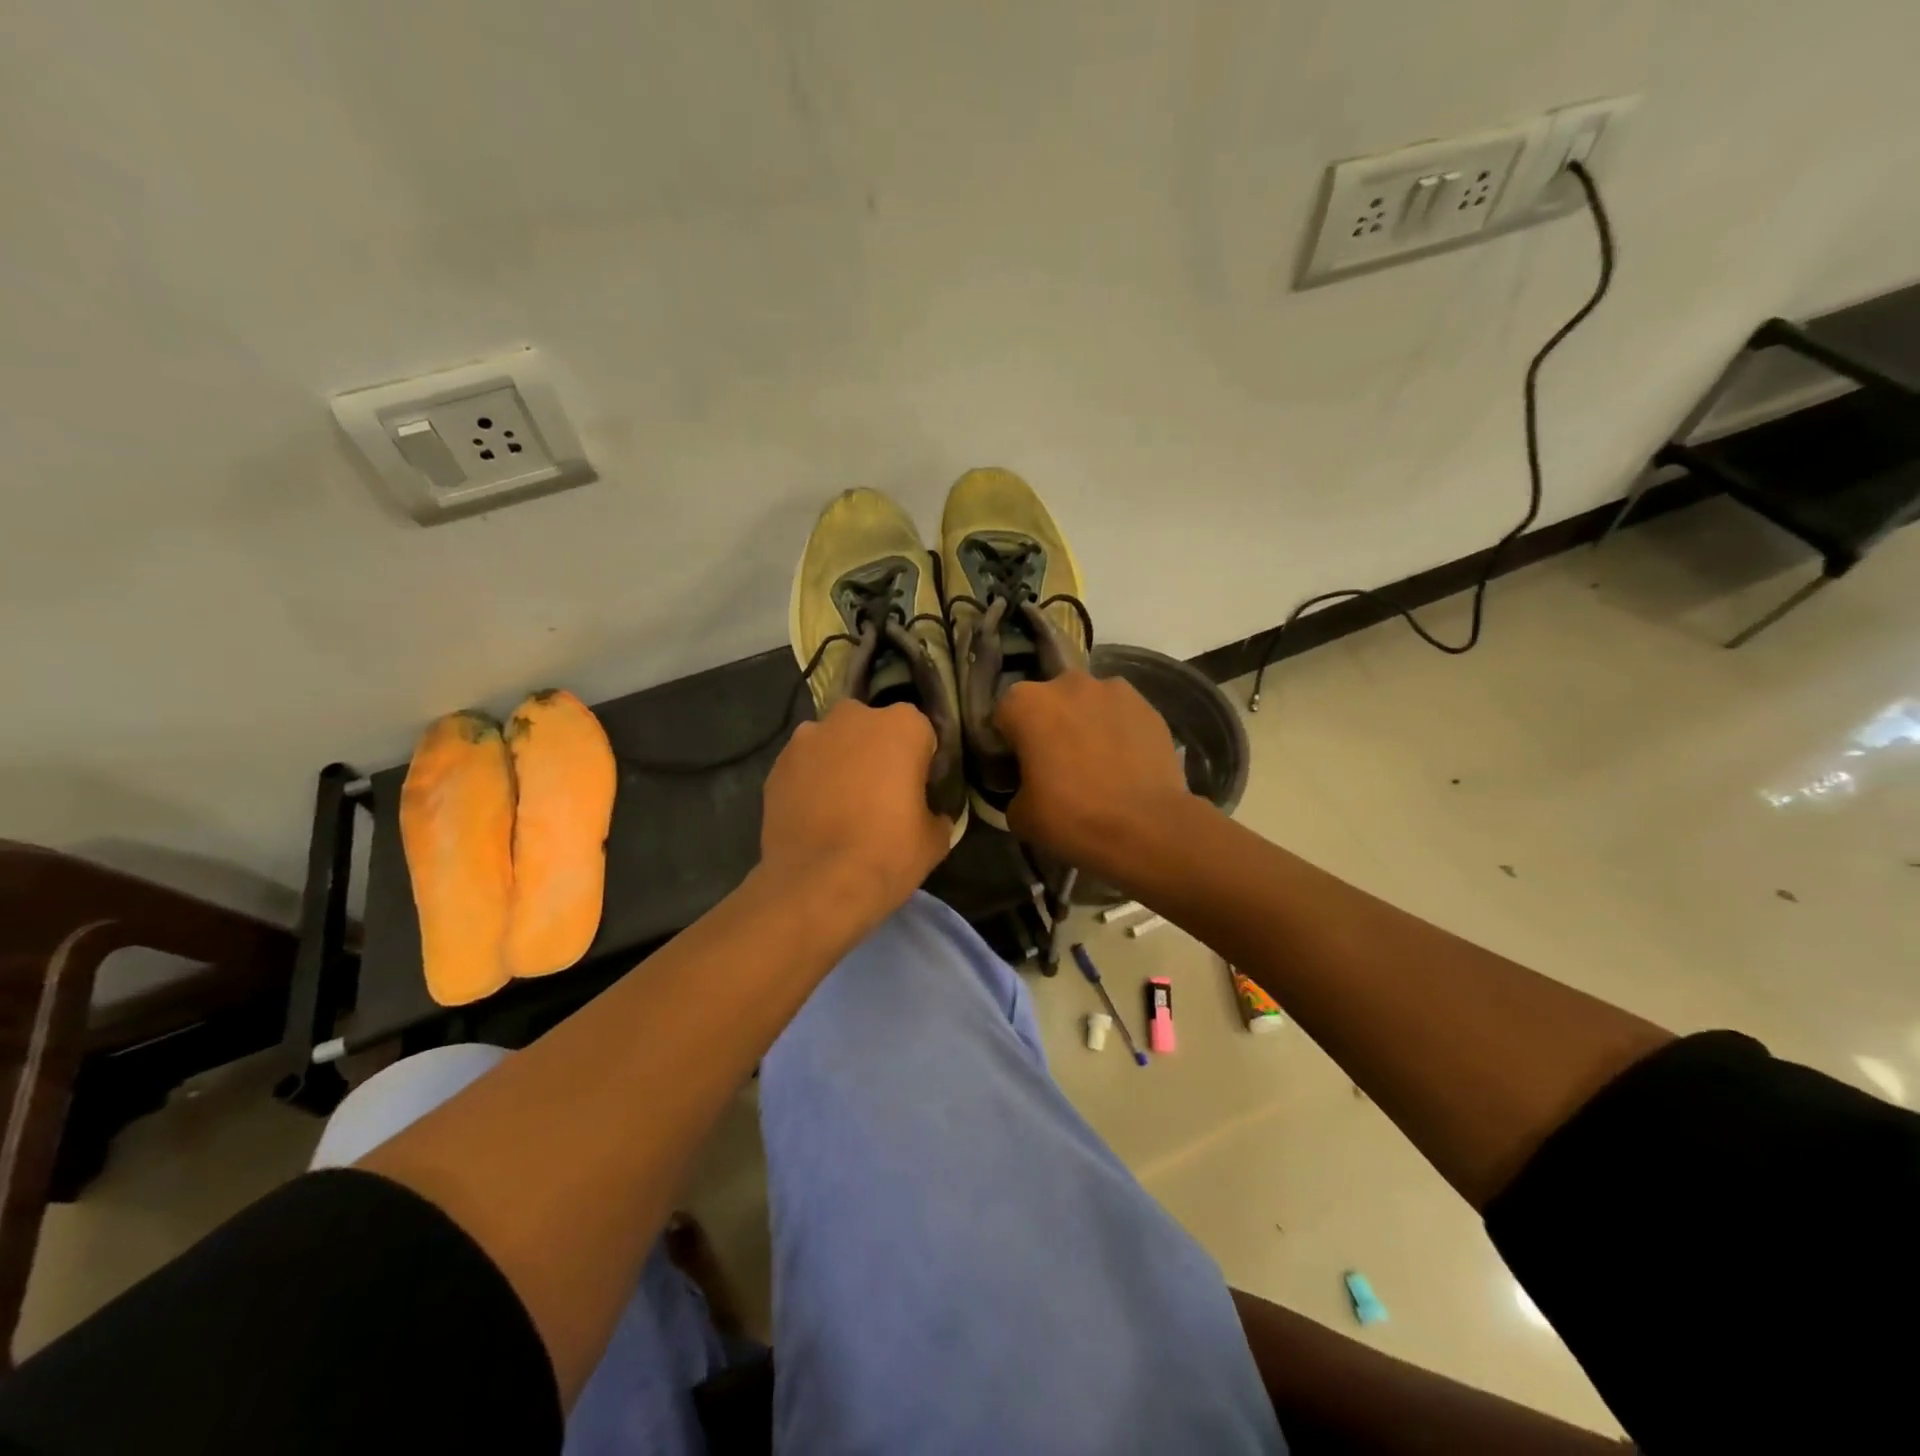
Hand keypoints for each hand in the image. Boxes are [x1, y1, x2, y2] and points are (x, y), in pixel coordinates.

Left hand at [759, 700, 950, 927]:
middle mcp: (854, 718)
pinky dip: (811, 780)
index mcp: (902, 726)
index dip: (920, 760)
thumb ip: (936, 813)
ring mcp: (809, 737)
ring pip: (834, 742)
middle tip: (880, 794)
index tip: (917, 789)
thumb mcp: (935, 839)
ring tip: (842, 805)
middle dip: (877, 751)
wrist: (816, 885)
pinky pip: (805, 764)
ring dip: (840, 762)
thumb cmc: (887, 854)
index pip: (920, 733)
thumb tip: (929, 814)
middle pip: (872, 727)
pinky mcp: (778, 763)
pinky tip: (815, 814)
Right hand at [995, 672, 1200, 883]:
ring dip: (1085, 724)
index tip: (1018, 767)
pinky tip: (1124, 763)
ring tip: (1096, 763)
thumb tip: (1027, 789)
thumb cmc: (1072, 816)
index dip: (1008, 742)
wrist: (1147, 827)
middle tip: (1056, 765)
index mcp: (1026, 703)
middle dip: (1049, 725)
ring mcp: (1113, 689)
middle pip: (1048, 701)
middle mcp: (1067, 684)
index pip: (1004, 715)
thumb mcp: (1020, 815)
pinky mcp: (1147, 705)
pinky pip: (1120, 715)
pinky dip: (1118, 731)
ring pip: (1087, 704)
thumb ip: (1015, 789)